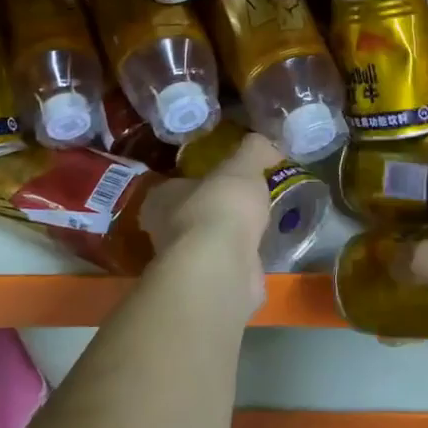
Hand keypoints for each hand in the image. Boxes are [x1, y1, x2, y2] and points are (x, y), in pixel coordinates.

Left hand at [138, 131, 279, 311]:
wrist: (222, 267)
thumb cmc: (220, 207)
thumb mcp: (241, 166)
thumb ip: (253, 150)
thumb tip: (266, 142)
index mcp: (160, 198)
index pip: (176, 185)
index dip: (199, 181)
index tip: (224, 179)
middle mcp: (163, 231)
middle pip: (190, 215)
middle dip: (215, 210)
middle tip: (246, 202)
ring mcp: (184, 263)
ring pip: (207, 243)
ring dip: (229, 238)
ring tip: (259, 226)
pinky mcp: (206, 286)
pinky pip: (225, 266)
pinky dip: (241, 261)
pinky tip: (260, 253)